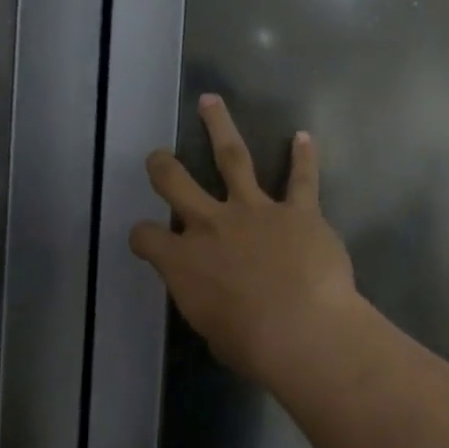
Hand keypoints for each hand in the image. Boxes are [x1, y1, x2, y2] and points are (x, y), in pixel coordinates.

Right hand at [129, 94, 362, 384]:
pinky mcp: (298, 211)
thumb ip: (209, 304)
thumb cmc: (252, 345)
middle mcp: (211, 226)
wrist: (301, 329)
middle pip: (176, 183)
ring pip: (232, 157)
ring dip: (219, 127)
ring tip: (211, 102)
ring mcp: (255, 211)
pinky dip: (304, 157)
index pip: (146, 237)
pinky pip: (301, 178)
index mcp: (183, 262)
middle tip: (158, 155)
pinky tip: (304, 137)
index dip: (144, 236)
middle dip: (163, 166)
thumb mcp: (213, 331)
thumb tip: (218, 301)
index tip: (147, 237)